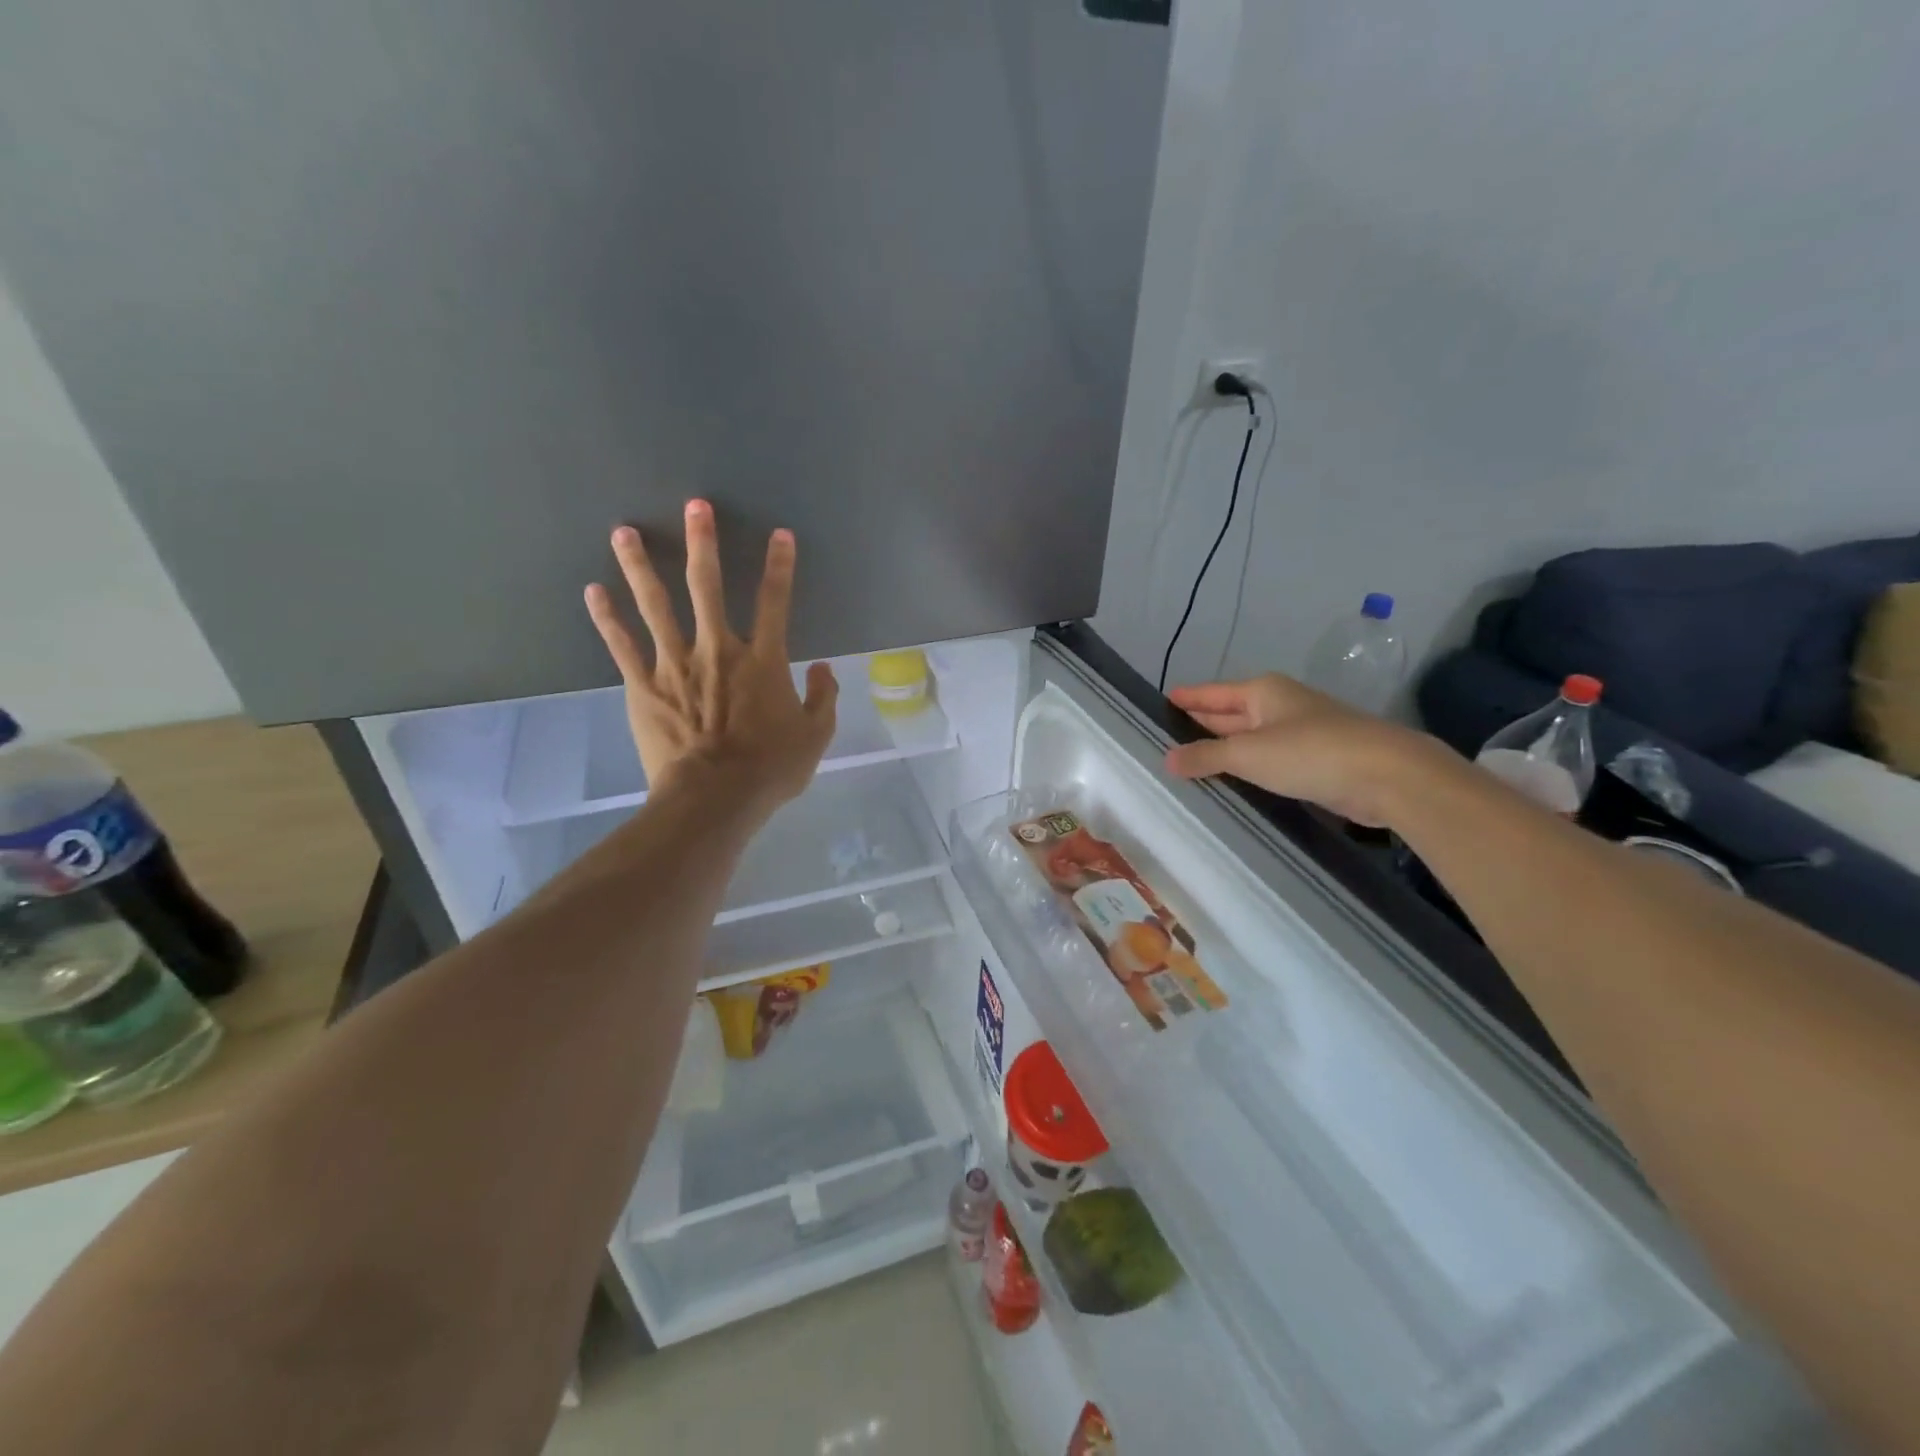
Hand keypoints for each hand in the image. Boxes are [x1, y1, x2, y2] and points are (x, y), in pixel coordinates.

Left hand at [584, 500, 837, 811]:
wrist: (714, 799)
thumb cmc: (770, 770)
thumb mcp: (815, 737)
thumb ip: (823, 698)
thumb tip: (822, 669)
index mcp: (763, 661)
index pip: (775, 602)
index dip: (780, 565)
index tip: (780, 534)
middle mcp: (717, 650)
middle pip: (708, 587)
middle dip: (703, 543)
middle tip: (695, 506)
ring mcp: (675, 665)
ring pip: (655, 605)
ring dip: (641, 566)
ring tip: (625, 532)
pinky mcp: (643, 686)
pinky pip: (622, 646)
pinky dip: (607, 619)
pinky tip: (593, 591)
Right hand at [1163, 674, 1457, 826]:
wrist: (1386, 775)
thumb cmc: (1310, 752)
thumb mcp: (1248, 754)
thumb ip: (1205, 756)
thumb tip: (1167, 759)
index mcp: (1262, 692)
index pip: (1212, 694)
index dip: (1186, 698)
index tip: (1159, 702)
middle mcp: (1279, 707)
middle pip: (1229, 714)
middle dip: (1200, 725)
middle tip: (1164, 738)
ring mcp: (1299, 734)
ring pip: (1249, 740)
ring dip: (1222, 751)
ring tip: (1187, 764)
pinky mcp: (1314, 762)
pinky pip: (1267, 761)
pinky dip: (1247, 769)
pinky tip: (1230, 782)